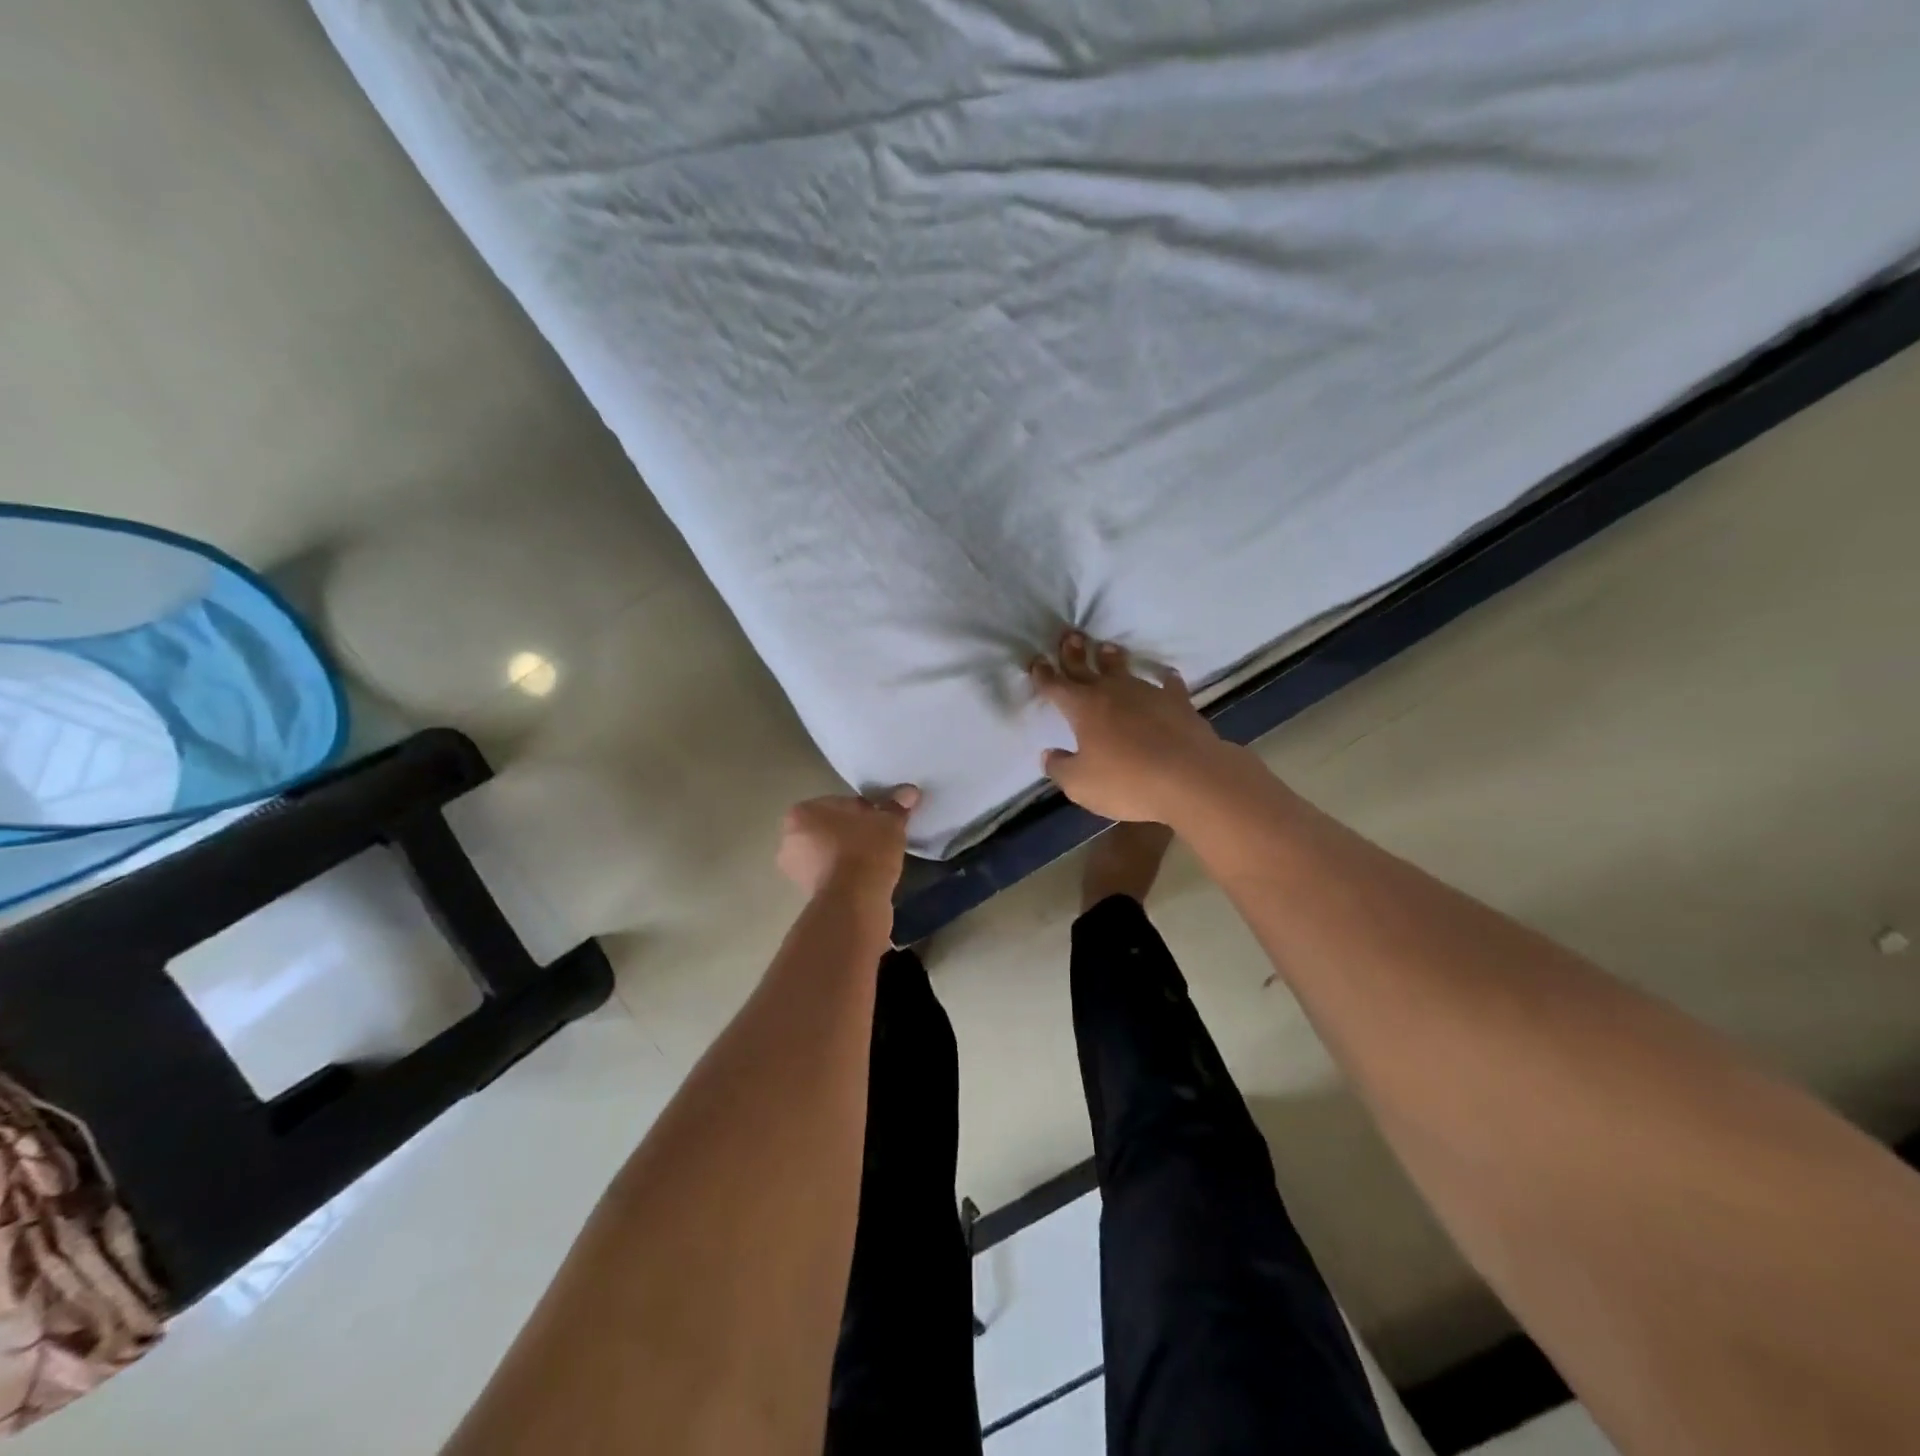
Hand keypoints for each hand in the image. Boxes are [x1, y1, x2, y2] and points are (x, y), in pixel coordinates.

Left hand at [777, 787, 919, 898]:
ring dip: (849, 855)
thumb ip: (896, 805)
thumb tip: (909, 792)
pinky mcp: (806, 894)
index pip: (840, 804)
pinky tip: (867, 878)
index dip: (866, 811)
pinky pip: (832, 875)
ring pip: (830, 853)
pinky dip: (847, 875)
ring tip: (876, 861)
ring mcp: (795, 870)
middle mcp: (789, 839)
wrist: (854, 902)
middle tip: (880, 840)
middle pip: (831, 829)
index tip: (882, 822)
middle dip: (853, 833)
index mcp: (801, 813)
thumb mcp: (888, 822)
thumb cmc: (865, 850)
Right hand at [1031, 632, 1234, 824]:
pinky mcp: (1178, 702)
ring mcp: (1147, 693)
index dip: (1043, 674)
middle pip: (1087, 667)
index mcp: (1083, 709)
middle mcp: (1112, 692)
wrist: (1190, 778)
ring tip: (1106, 647)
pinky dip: (1164, 678)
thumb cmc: (1127, 781)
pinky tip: (1165, 676)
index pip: (1056, 686)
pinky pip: (1168, 684)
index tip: (1036, 661)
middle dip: (1074, 652)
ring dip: (1112, 658)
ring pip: (1124, 669)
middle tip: (1069, 635)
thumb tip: (1049, 754)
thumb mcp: (1081, 785)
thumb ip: (1060, 768)